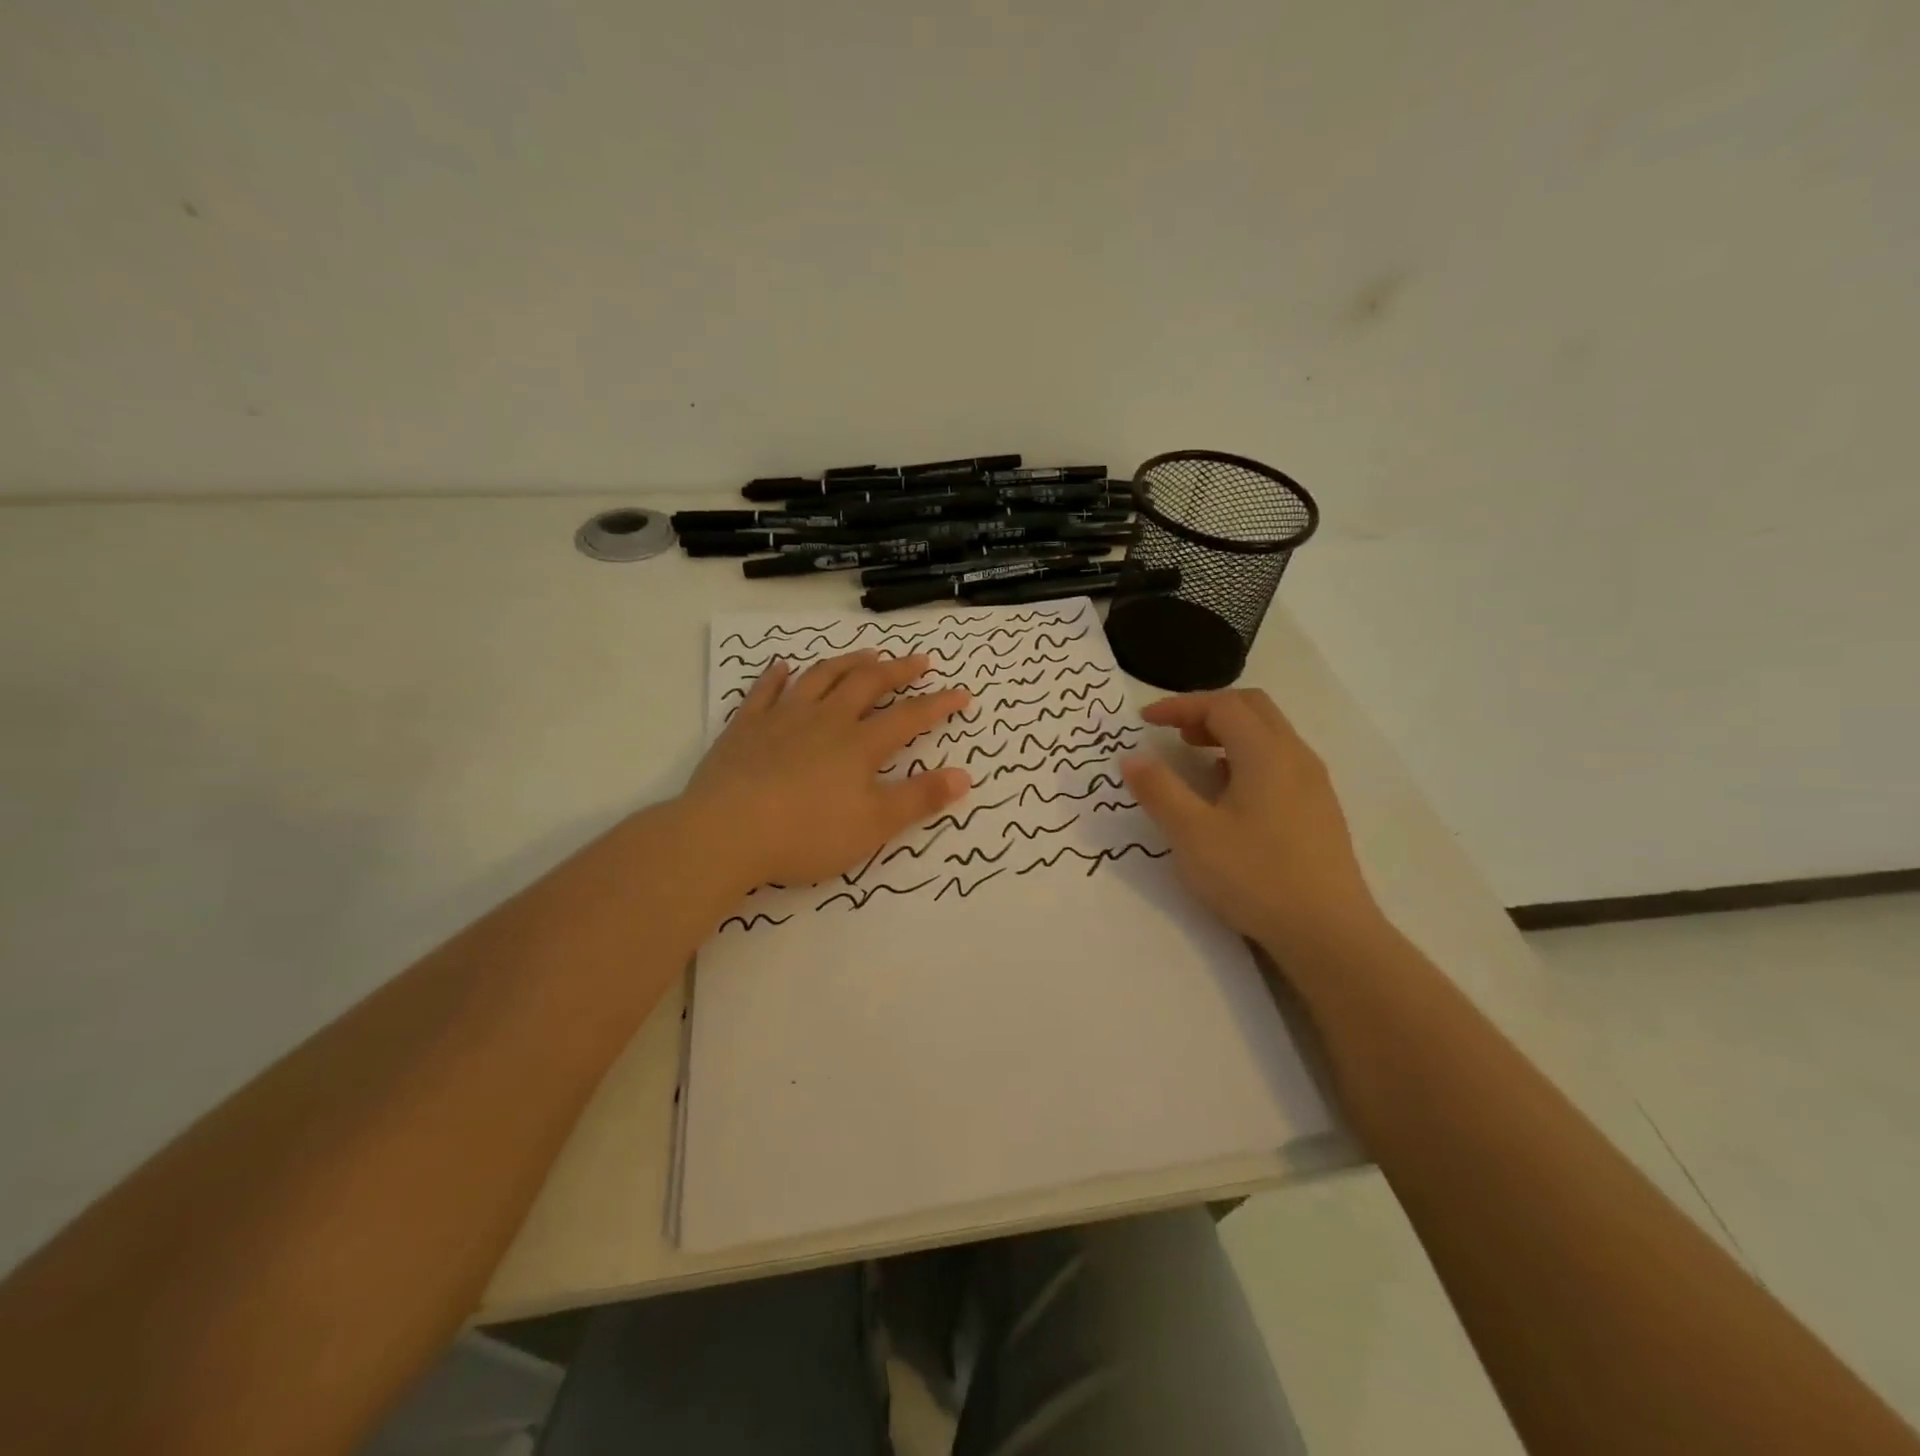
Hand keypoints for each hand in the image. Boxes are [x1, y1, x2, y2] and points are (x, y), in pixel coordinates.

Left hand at [680, 649, 972, 891]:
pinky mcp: (746, 727)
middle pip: (867, 684)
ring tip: (866, 654)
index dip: (939, 704)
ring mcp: (783, 718)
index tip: (962, 693)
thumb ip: (920, 798)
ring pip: (820, 678)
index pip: (909, 717)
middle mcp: (826, 720)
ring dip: (847, 663)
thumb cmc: (808, 833)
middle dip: (897, 670)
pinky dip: (777, 676)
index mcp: (860, 744)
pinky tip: (784, 666)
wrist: (728, 832)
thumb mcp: (875, 825)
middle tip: (919, 660)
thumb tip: (965, 775)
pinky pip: (765, 691)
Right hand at [1120, 689, 1380, 955]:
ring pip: (1269, 735)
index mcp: (1266, 754)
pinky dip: (1247, 757)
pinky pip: (1280, 761)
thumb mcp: (1192, 834)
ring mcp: (1313, 783)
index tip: (1145, 720)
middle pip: (1252, 708)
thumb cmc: (1255, 877)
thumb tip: (1132, 757)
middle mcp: (1296, 757)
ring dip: (1229, 733)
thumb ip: (1159, 790)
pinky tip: (1229, 793)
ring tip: (1195, 757)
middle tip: (1173, 732)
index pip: (1222, 705)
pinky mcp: (1319, 809)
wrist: (1328, 933)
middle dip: (1207, 711)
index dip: (1180, 705)